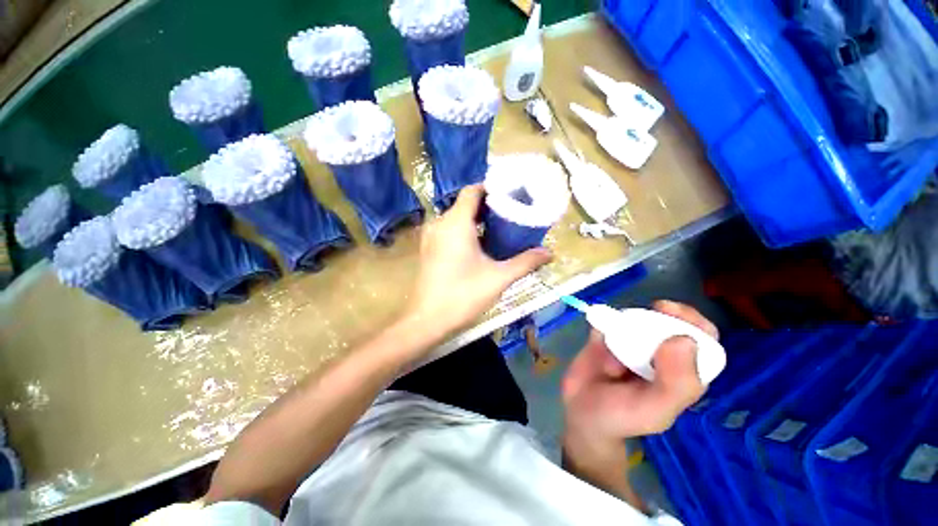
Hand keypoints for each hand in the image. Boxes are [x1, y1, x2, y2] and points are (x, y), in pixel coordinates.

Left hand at [405, 184, 552, 338]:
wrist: (427, 320)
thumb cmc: (463, 295)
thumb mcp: (499, 278)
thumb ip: (525, 262)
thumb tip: (549, 253)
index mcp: (455, 223)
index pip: (472, 191)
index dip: (492, 189)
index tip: (511, 196)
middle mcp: (440, 223)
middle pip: (465, 204)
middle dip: (488, 207)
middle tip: (511, 215)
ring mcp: (431, 236)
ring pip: (456, 218)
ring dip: (476, 220)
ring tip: (500, 229)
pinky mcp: (428, 249)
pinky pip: (449, 230)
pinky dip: (465, 231)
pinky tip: (480, 245)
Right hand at [562, 301, 715, 456]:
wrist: (580, 410)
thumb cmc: (622, 417)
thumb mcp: (654, 411)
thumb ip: (675, 384)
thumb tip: (684, 340)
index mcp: (683, 371)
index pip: (702, 339)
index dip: (693, 322)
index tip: (671, 314)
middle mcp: (660, 351)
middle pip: (669, 321)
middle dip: (657, 317)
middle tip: (643, 318)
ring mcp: (632, 340)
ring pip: (635, 317)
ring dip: (623, 329)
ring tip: (613, 358)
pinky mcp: (607, 333)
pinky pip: (607, 319)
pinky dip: (603, 325)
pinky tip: (598, 346)